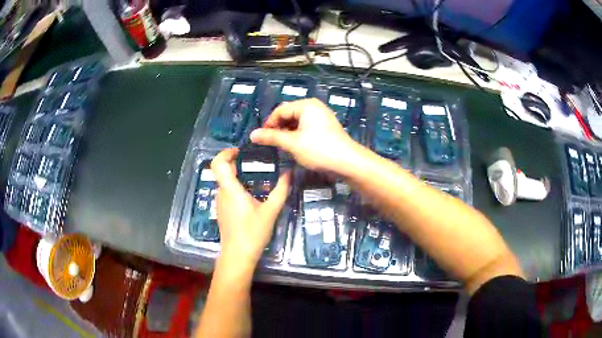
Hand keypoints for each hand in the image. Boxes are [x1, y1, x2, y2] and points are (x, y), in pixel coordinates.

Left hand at [211, 148, 291, 265]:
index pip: (218, 163)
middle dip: (235, 163)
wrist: (238, 255)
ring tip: (256, 178)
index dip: (225, 153)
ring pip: (225, 183)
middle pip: (222, 171)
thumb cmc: (253, 232)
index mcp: (230, 189)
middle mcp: (222, 193)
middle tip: (253, 161)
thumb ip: (281, 191)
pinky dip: (236, 188)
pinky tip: (251, 196)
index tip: (239, 151)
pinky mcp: (222, 212)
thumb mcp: (270, 211)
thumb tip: (289, 173)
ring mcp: (220, 203)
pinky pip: (227, 193)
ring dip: (237, 176)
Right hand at [250, 98, 361, 175]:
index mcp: (306, 105)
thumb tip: (252, 135)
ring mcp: (321, 116)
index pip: (280, 110)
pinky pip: (306, 127)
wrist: (348, 162)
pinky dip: (298, 135)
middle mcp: (314, 107)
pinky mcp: (326, 127)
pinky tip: (295, 146)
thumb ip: (271, 137)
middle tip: (271, 143)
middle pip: (289, 114)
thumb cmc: (318, 150)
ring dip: (287, 133)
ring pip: (297, 122)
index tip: (261, 138)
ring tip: (281, 146)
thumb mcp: (292, 143)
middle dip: (278, 128)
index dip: (268, 123)